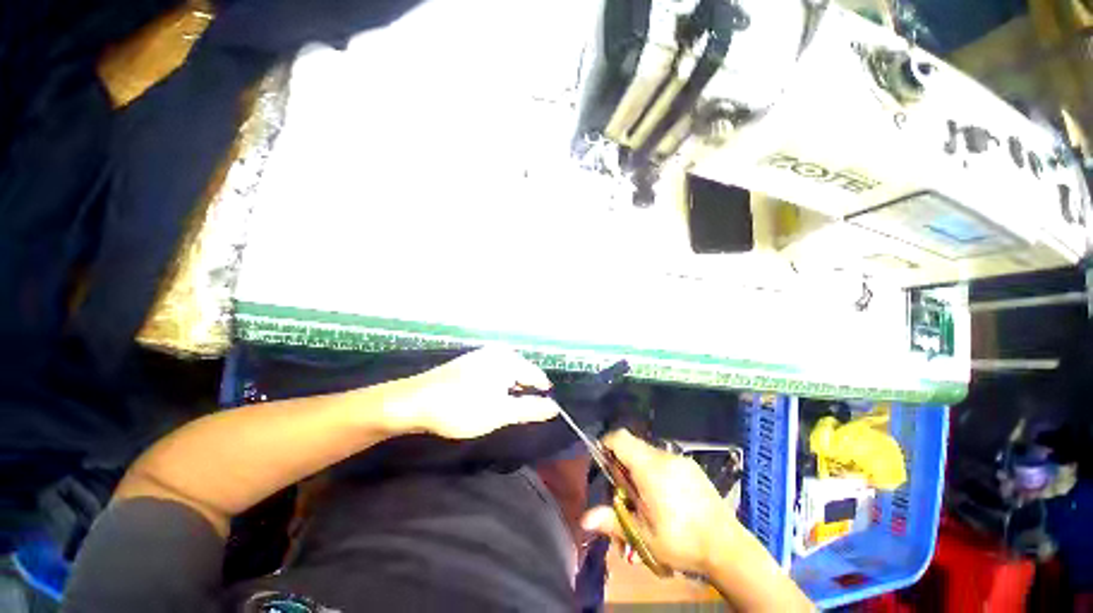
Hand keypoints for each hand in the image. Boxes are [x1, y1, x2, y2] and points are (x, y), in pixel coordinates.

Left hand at [395, 348, 559, 438]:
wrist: (415, 401)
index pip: (536, 375)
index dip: (542, 392)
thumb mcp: (501, 412)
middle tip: (523, 412)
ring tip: (508, 407)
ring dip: (510, 389)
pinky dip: (497, 386)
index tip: (545, 409)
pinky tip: (488, 398)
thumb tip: (554, 407)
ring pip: (506, 373)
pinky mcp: (468, 362)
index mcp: (509, 360)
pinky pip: (493, 372)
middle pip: (522, 372)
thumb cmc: (462, 407)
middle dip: (525, 391)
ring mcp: (481, 355)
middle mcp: (497, 352)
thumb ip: (530, 409)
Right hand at [581, 430, 739, 574]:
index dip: (607, 444)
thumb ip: (612, 521)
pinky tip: (667, 499)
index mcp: (649, 468)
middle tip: (626, 494)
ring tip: (647, 501)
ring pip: (649, 456)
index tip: (603, 462)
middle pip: (634, 448)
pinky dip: (657, 473)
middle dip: (623, 466)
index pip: (620, 438)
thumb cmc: (681, 542)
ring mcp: (681, 461)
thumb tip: (583, 519)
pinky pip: (666, 462)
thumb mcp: (643, 536)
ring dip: (641, 471)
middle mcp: (664, 457)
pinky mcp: (693, 468)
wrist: (727, 547)